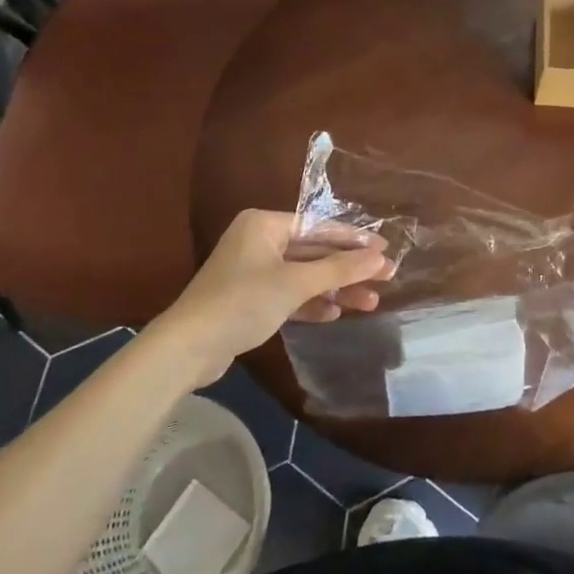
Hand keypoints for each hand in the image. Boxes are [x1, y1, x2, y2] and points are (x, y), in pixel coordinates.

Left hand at [156, 209, 393, 382]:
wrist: (187, 349)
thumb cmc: (243, 302)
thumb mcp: (295, 283)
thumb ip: (340, 268)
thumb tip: (381, 257)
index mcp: (265, 225)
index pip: (320, 227)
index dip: (355, 240)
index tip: (385, 249)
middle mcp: (260, 242)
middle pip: (315, 251)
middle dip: (348, 269)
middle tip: (385, 278)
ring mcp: (254, 271)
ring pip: (305, 276)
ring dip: (335, 289)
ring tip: (369, 303)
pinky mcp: (251, 300)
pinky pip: (290, 294)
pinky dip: (312, 303)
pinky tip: (335, 313)